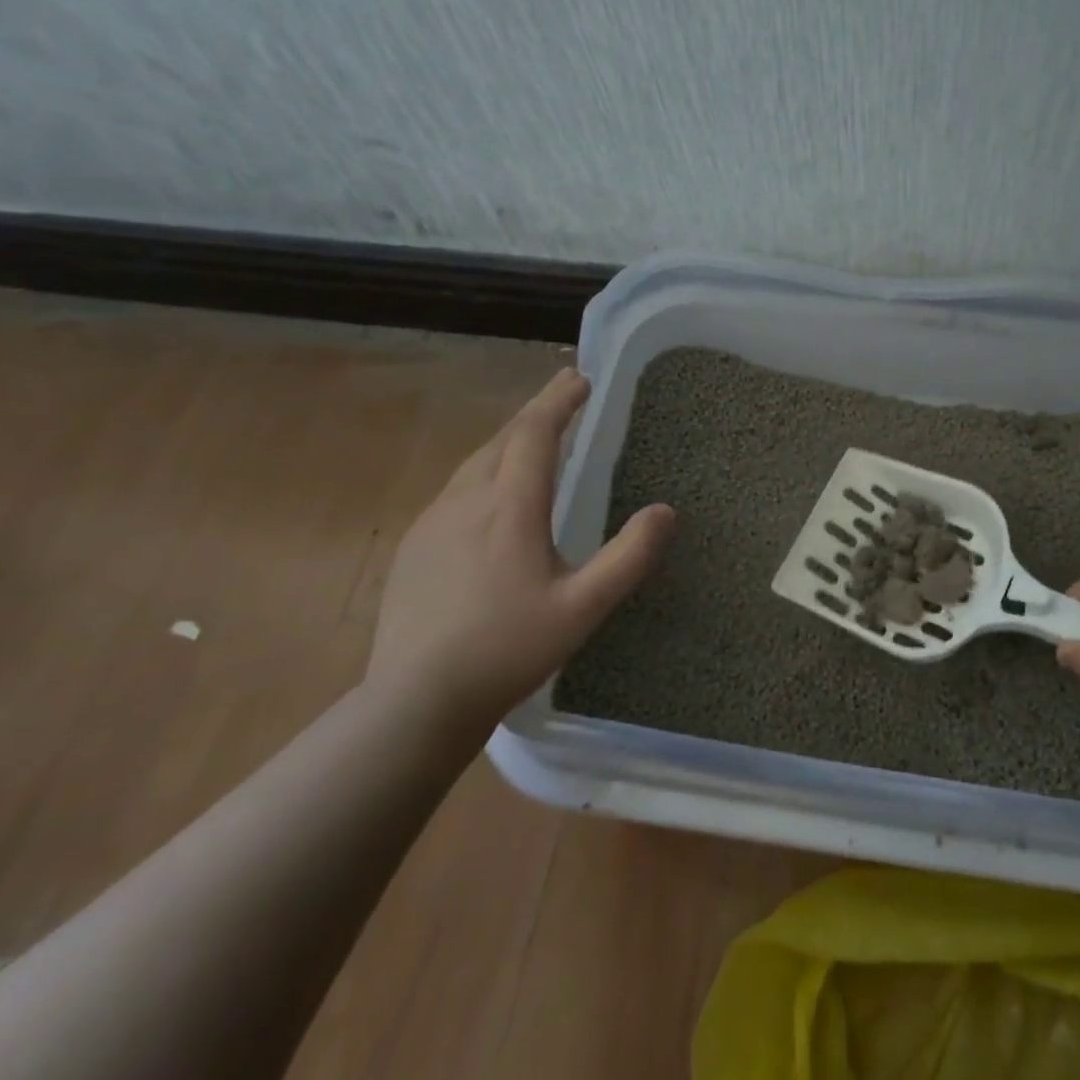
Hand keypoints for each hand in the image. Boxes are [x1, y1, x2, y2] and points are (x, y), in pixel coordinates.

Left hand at [368, 367, 674, 729]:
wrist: (414, 700)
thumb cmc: (508, 649)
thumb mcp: (583, 607)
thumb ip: (629, 557)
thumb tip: (666, 511)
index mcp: (509, 507)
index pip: (534, 433)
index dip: (559, 401)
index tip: (581, 378)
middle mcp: (466, 501)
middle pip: (503, 437)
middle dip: (538, 410)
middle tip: (565, 391)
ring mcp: (432, 522)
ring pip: (475, 461)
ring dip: (510, 439)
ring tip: (535, 435)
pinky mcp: (413, 547)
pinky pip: (456, 488)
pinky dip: (486, 469)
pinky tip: (492, 494)